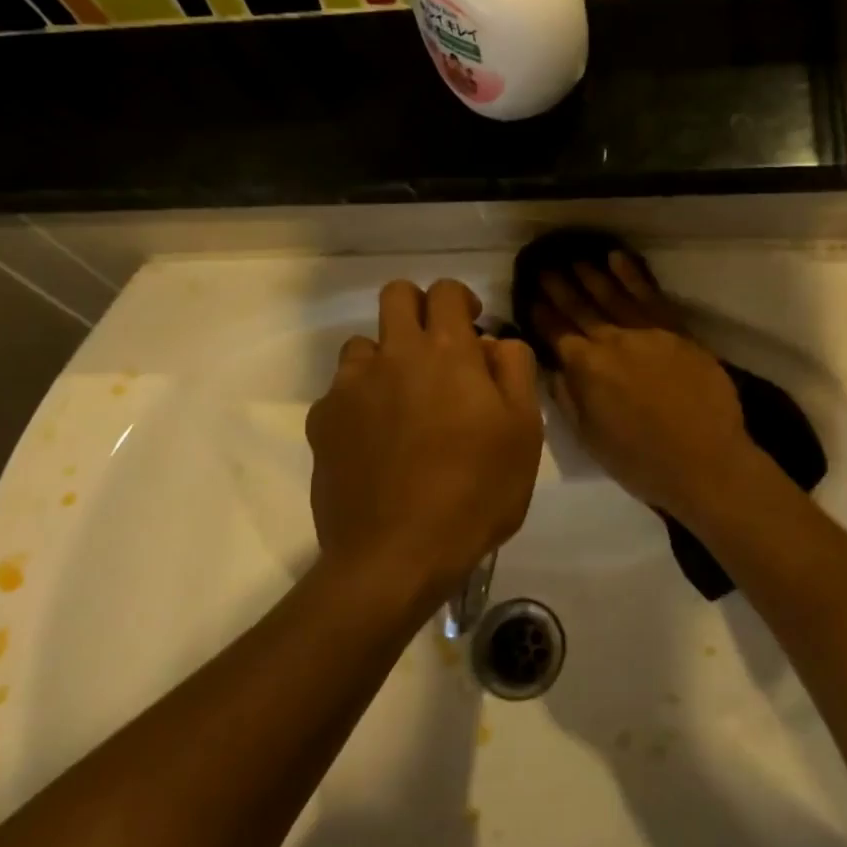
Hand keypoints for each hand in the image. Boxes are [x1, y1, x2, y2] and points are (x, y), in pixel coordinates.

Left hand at [307, 280, 542, 603]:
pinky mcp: (322, 421)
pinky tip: (376, 442)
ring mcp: (350, 387)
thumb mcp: (524, 432)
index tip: (472, 326)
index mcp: (447, 352)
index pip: (445, 291)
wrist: (396, 555)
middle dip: (418, 309)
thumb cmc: (476, 492)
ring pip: (364, 344)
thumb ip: (515, 371)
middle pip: (395, 295)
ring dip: (387, 357)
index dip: (461, 300)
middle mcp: (394, 355)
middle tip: (438, 350)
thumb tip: (495, 343)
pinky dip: (361, 401)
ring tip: (404, 402)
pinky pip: (341, 391)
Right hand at [529, 251, 765, 525]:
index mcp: (586, 369)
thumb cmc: (642, 461)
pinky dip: (633, 275)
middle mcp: (611, 342)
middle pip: (580, 308)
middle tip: (544, 266)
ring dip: (592, 276)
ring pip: (613, 295)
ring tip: (575, 259)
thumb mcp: (591, 438)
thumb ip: (569, 399)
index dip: (540, 313)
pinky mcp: (677, 331)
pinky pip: (651, 296)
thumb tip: (555, 370)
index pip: (556, 333)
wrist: (705, 460)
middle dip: (559, 288)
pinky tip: (619, 259)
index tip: (529, 296)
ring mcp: (646, 332)